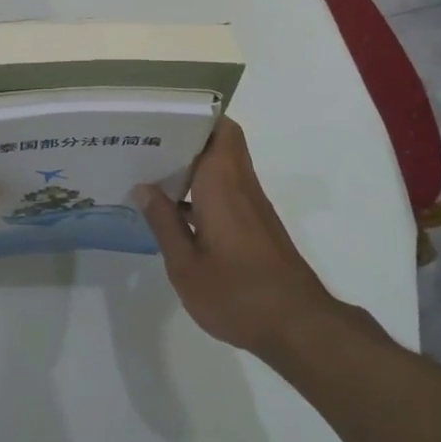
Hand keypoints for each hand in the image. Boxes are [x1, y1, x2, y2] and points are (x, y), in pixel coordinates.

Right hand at [135, 118, 335, 356]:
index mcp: (222, 182)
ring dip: (192, 164)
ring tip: (151, 170)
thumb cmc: (237, 293)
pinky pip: (225, 188)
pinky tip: (174, 209)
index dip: (193, 115)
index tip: (161, 116)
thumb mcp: (185, 265)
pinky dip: (201, 188)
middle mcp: (240, 183)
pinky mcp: (255, 224)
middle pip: (220, 141)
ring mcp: (251, 204)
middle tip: (148, 142)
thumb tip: (143, 187)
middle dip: (186, 137)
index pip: (219, 127)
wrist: (296, 326)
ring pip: (222, 165)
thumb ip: (164, 223)